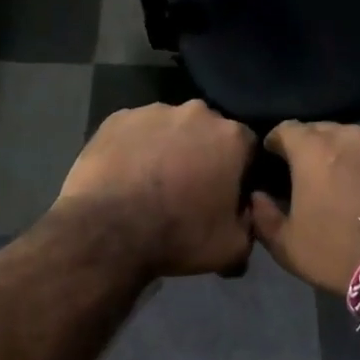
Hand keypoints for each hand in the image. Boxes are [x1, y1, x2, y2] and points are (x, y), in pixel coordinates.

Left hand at [56, 101, 256, 277]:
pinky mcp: (117, 118)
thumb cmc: (179, 235)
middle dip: (204, 154)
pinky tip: (127, 175)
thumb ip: (250, 224)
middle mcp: (196, 113)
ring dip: (169, 149)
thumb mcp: (233, 247)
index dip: (240, 171)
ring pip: (170, 128)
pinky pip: (135, 132)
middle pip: (208, 132)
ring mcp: (153, 111)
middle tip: (190, 188)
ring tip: (153, 183)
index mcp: (232, 137)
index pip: (248, 148)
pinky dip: (136, 148)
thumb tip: (245, 215)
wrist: (109, 230)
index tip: (228, 193)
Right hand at [250, 122, 359, 294]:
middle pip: (322, 130)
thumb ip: (263, 215)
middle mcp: (351, 136)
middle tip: (309, 174)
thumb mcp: (286, 245)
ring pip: (356, 140)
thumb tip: (257, 196)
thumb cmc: (337, 255)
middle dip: (311, 147)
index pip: (286, 129)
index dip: (276, 143)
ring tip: (345, 181)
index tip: (274, 161)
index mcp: (314, 150)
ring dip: (345, 155)